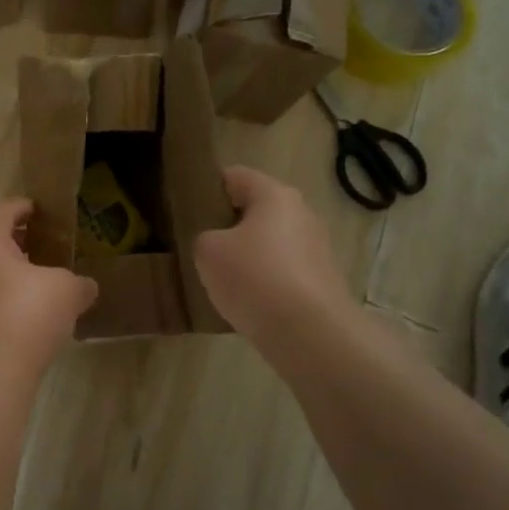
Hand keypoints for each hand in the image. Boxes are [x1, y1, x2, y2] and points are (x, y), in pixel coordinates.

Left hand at [0, 200, 98, 373]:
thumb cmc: (24, 316)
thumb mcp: (66, 292)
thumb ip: (78, 282)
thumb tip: (85, 287)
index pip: (5, 210)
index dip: (26, 207)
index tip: (41, 211)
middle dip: (13, 242)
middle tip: (40, 249)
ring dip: (0, 274)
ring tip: (28, 287)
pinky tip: (12, 320)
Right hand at [193, 167, 355, 342]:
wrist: (310, 333)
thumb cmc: (254, 277)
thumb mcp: (208, 251)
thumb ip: (205, 237)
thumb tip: (219, 244)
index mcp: (275, 195)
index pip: (235, 176)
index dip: (208, 187)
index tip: (187, 207)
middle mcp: (301, 214)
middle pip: (256, 209)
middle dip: (229, 223)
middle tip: (200, 242)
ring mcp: (316, 248)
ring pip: (270, 242)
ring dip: (247, 254)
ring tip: (219, 276)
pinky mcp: (321, 281)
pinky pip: (282, 271)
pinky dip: (264, 280)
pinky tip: (246, 300)